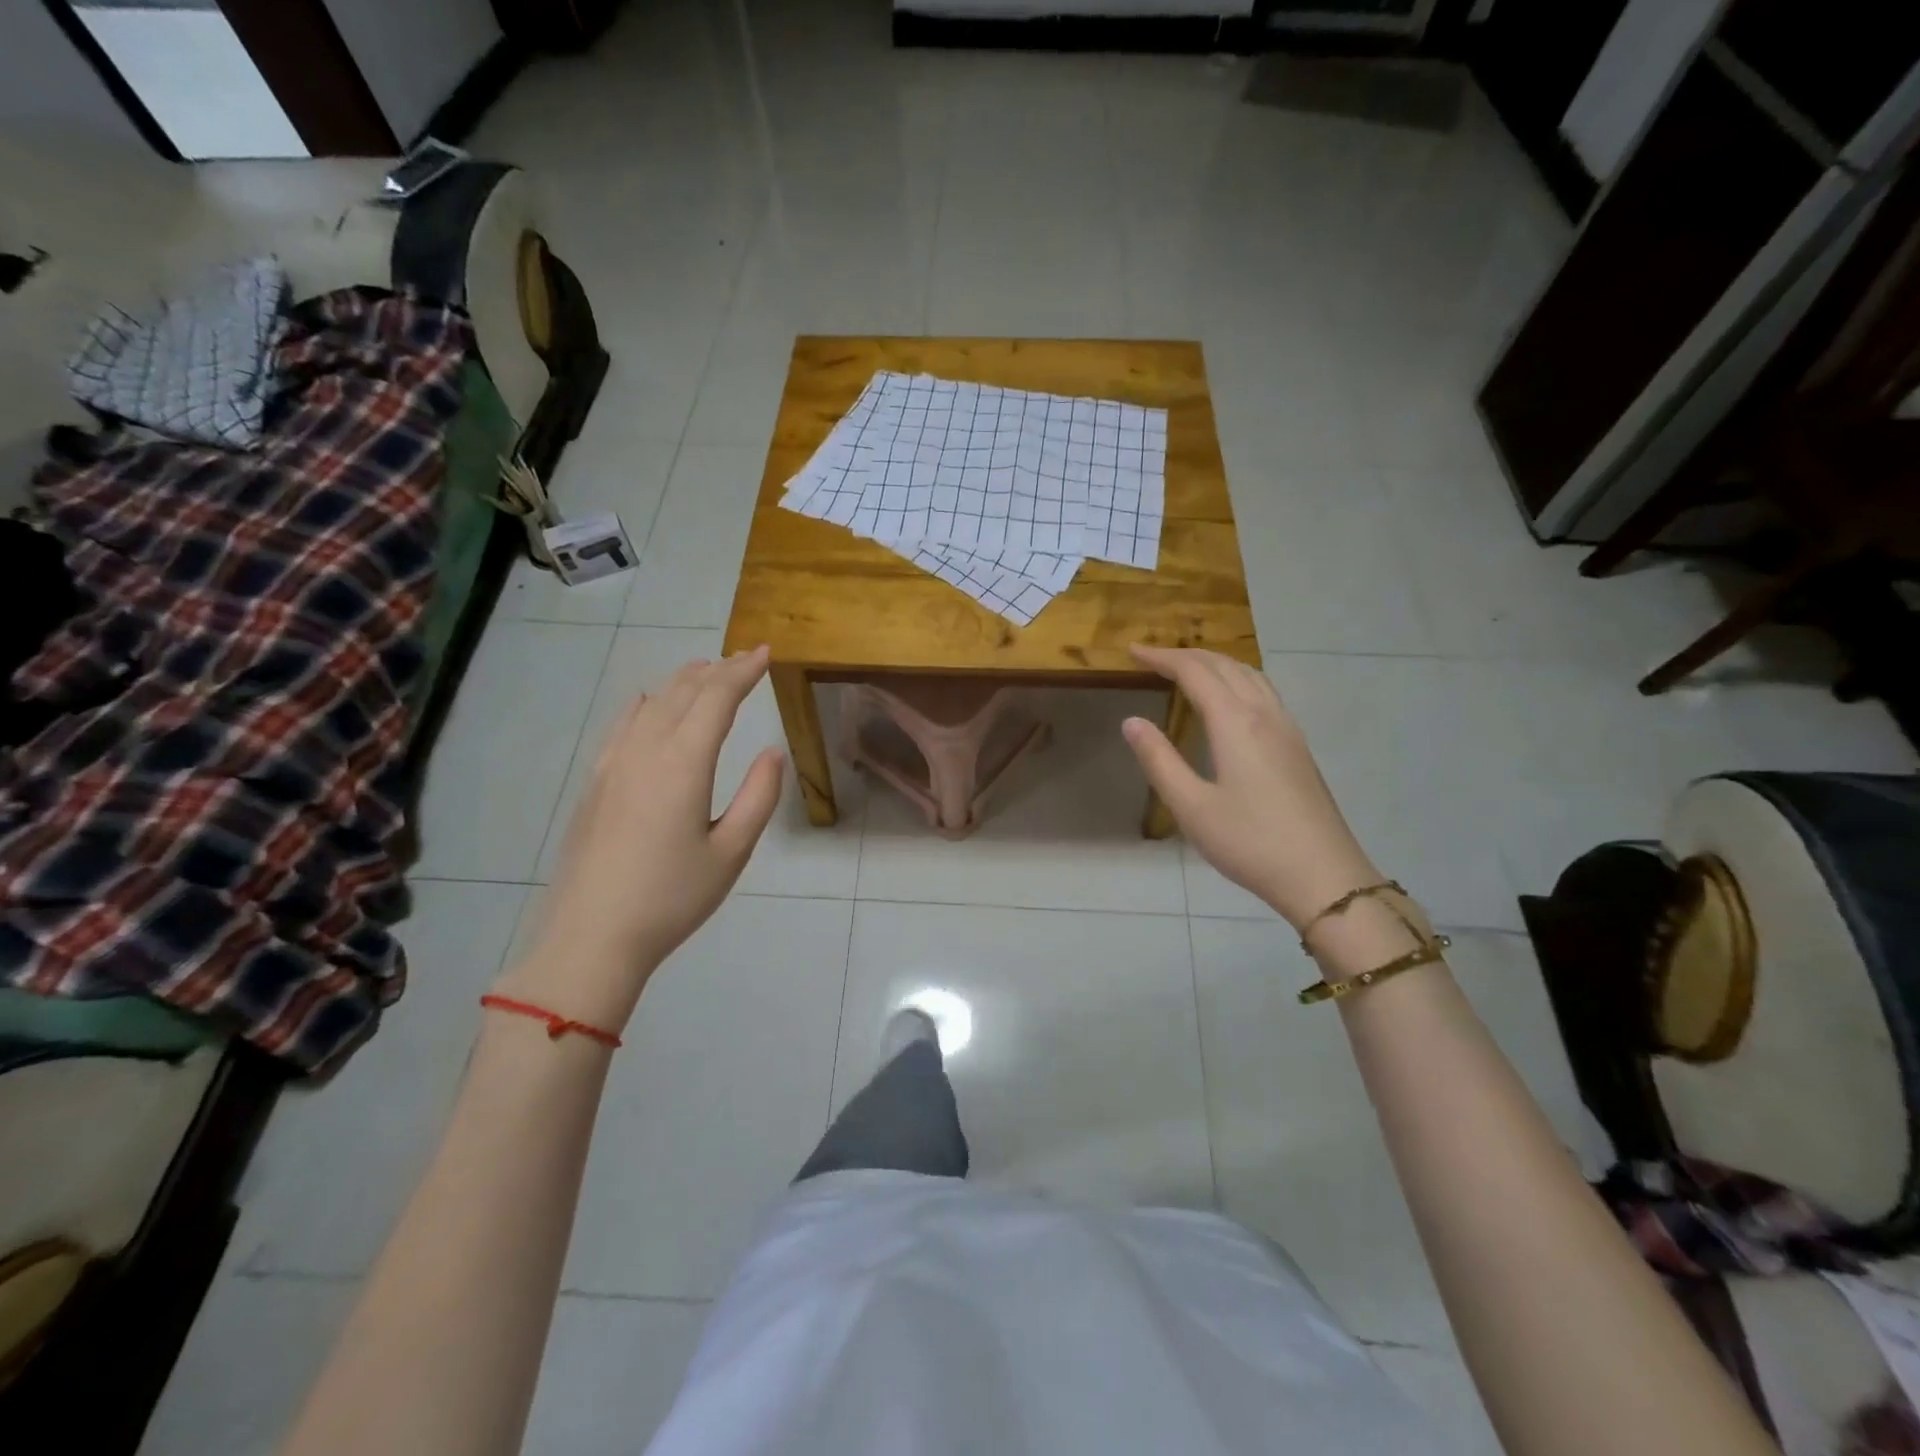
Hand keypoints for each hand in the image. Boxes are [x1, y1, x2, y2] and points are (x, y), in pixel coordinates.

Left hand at [499, 647, 783, 1031]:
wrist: (591, 937)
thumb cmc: (672, 897)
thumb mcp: (732, 852)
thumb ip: (758, 796)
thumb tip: (772, 751)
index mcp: (683, 763)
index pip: (717, 698)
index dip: (743, 671)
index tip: (766, 652)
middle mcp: (645, 750)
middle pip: (683, 692)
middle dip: (717, 670)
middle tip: (743, 658)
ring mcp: (613, 763)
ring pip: (651, 703)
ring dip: (682, 682)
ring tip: (706, 671)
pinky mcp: (595, 782)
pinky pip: (622, 724)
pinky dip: (645, 703)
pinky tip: (648, 701)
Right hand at [1123, 645, 1378, 929]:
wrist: (1323, 876)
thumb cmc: (1250, 842)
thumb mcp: (1191, 806)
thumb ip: (1159, 760)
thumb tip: (1132, 721)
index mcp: (1235, 722)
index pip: (1194, 673)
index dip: (1162, 657)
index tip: (1132, 651)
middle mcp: (1264, 714)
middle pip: (1225, 666)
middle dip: (1187, 655)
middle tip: (1153, 656)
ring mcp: (1287, 729)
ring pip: (1250, 675)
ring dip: (1216, 663)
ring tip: (1188, 669)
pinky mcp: (1298, 747)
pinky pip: (1264, 692)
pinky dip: (1237, 679)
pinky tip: (1231, 700)